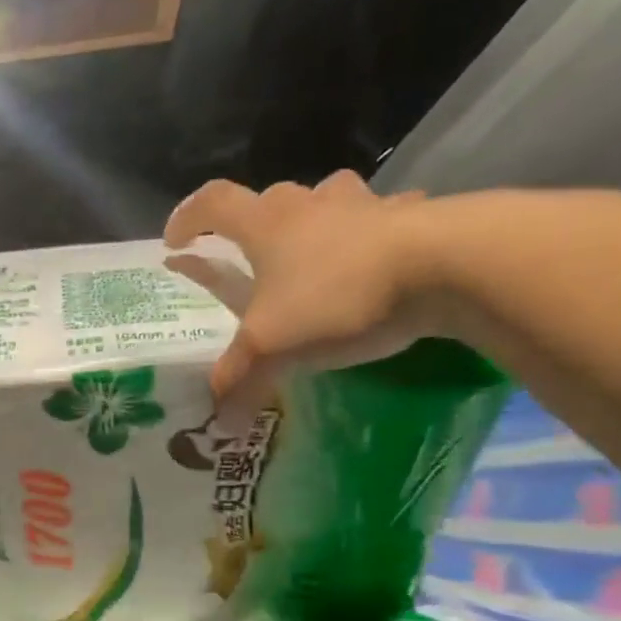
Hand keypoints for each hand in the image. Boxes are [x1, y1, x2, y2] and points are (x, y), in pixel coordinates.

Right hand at [165, 172, 435, 416]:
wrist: (445, 267)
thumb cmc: (336, 297)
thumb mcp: (273, 346)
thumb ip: (240, 378)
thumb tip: (219, 422)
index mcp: (266, 225)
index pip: (213, 202)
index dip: (188, 217)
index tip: (176, 242)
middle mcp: (309, 205)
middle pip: (270, 198)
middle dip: (255, 223)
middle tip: (254, 257)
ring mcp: (364, 205)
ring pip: (329, 198)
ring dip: (316, 219)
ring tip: (316, 252)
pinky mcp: (413, 216)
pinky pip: (385, 217)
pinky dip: (374, 234)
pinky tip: (380, 261)